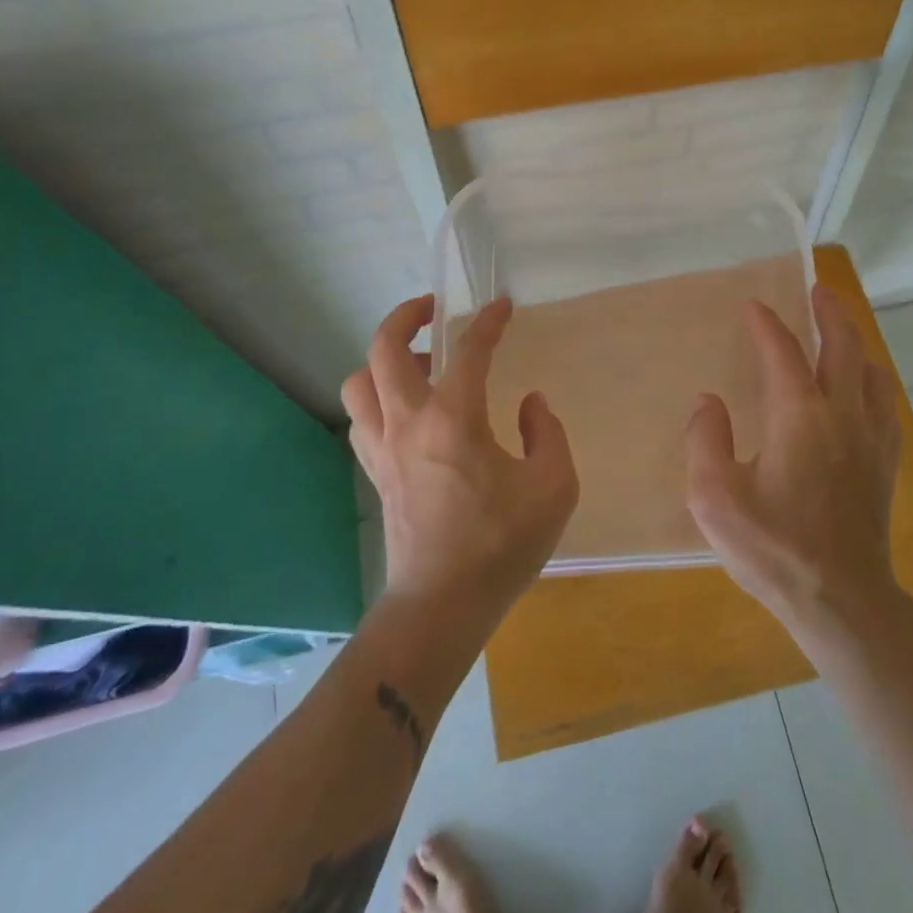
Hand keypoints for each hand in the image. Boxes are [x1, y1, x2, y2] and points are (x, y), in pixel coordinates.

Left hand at [343, 296, 578, 630]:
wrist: (442, 605)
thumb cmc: (501, 544)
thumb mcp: (553, 487)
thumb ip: (547, 435)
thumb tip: (531, 404)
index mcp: (454, 419)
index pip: (469, 350)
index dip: (488, 321)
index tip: (502, 307)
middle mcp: (408, 422)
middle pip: (384, 348)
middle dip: (406, 315)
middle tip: (433, 309)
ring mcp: (383, 448)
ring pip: (359, 382)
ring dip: (382, 359)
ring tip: (417, 363)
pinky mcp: (375, 473)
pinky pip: (361, 418)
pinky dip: (377, 398)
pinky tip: (407, 410)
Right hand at [685, 285, 903, 627]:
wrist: (842, 602)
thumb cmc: (774, 548)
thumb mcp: (715, 498)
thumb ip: (706, 441)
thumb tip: (708, 402)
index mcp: (799, 415)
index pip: (783, 352)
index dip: (766, 324)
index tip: (752, 306)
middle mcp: (842, 414)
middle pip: (843, 346)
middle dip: (829, 313)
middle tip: (817, 290)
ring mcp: (871, 439)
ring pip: (871, 373)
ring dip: (855, 344)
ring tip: (840, 335)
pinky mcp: (885, 465)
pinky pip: (884, 406)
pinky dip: (872, 383)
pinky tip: (863, 392)